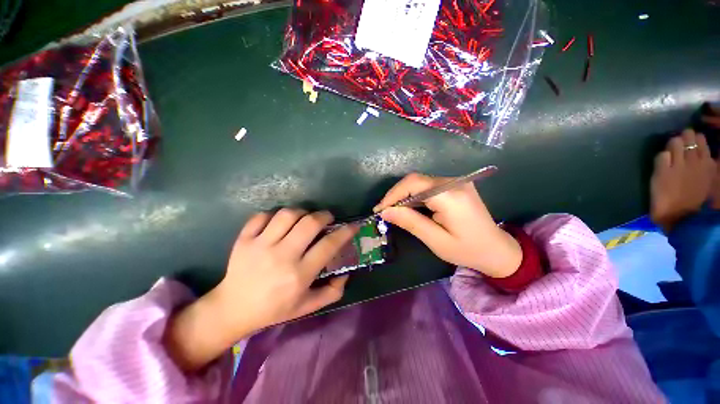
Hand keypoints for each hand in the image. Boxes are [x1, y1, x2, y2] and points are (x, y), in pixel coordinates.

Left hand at [165, 209, 356, 371]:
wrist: (233, 309)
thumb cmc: (274, 309)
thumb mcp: (307, 307)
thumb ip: (332, 292)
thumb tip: (346, 273)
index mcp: (299, 275)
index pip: (328, 245)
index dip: (345, 232)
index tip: (353, 225)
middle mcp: (282, 256)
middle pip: (309, 223)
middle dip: (324, 215)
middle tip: (327, 218)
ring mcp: (260, 245)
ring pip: (287, 215)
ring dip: (301, 212)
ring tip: (303, 219)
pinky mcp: (243, 240)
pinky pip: (262, 216)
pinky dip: (274, 215)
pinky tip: (279, 223)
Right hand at [374, 173, 521, 278]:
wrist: (498, 249)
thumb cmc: (468, 250)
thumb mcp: (436, 240)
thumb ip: (410, 222)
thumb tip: (385, 211)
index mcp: (451, 196)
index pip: (413, 184)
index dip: (393, 194)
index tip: (379, 209)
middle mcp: (454, 182)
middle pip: (415, 180)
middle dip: (396, 195)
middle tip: (384, 211)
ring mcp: (456, 182)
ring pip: (420, 182)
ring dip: (404, 195)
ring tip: (393, 211)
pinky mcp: (456, 185)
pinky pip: (428, 186)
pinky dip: (414, 195)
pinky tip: (409, 207)